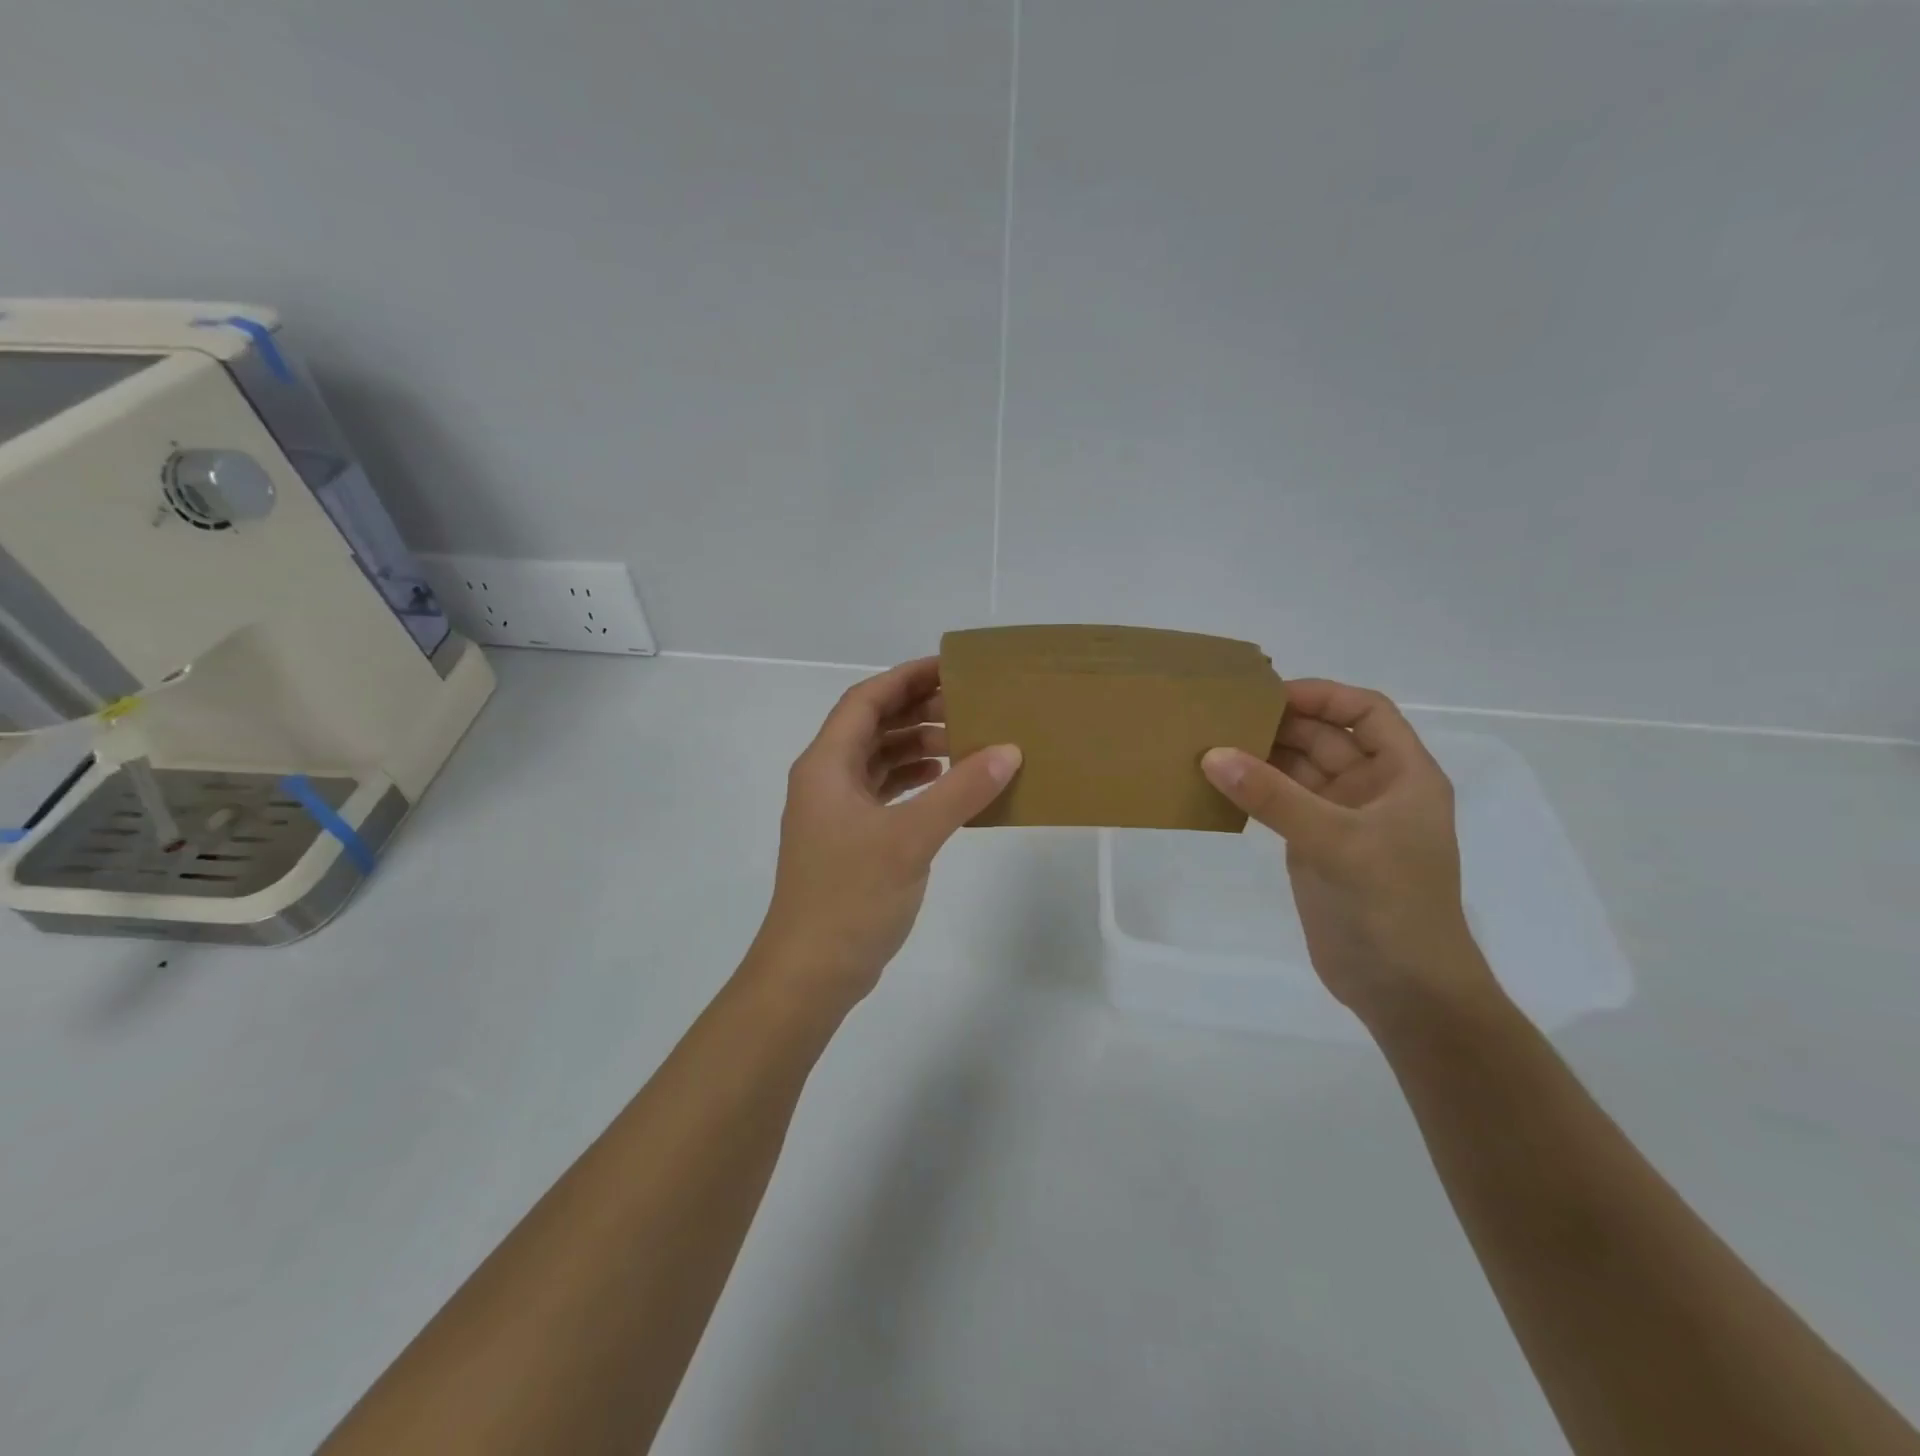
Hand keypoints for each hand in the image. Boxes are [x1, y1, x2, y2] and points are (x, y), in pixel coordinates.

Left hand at [749, 657, 1020, 1012]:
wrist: (811, 970)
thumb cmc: (851, 895)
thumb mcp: (910, 838)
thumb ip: (960, 791)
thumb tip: (1008, 750)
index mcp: (826, 765)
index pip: (866, 700)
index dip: (906, 678)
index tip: (951, 667)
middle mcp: (826, 780)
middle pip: (872, 727)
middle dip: (918, 711)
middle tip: (970, 704)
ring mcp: (836, 813)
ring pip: (879, 761)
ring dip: (918, 748)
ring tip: (968, 743)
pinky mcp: (850, 841)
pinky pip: (885, 794)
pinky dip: (915, 783)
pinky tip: (948, 786)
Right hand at [1201, 679, 1498, 1026]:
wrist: (1401, 988)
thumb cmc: (1390, 905)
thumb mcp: (1336, 841)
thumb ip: (1274, 796)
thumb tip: (1213, 754)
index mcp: (1403, 775)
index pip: (1367, 712)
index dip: (1323, 695)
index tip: (1270, 694)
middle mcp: (1373, 790)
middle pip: (1326, 738)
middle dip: (1281, 724)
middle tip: (1222, 716)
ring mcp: (1341, 820)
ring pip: (1298, 771)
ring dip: (1261, 757)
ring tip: (1210, 744)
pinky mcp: (1314, 847)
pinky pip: (1281, 804)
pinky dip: (1253, 791)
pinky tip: (1218, 785)